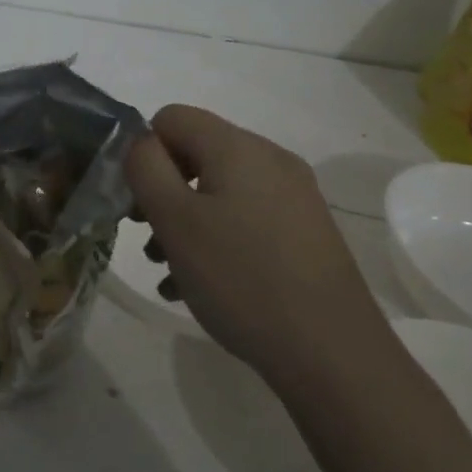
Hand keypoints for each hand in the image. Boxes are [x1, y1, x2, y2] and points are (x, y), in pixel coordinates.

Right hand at [125, 106, 387, 379]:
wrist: (332, 353)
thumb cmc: (241, 278)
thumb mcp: (175, 220)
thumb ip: (145, 168)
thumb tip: (142, 145)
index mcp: (239, 147)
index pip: (172, 117)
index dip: (144, 153)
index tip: (138, 203)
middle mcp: (271, 160)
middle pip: (196, 154)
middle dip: (163, 192)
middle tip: (149, 239)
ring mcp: (294, 197)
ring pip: (219, 191)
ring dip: (185, 222)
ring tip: (170, 271)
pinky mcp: (305, 233)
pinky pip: (245, 219)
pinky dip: (217, 240)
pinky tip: (201, 287)